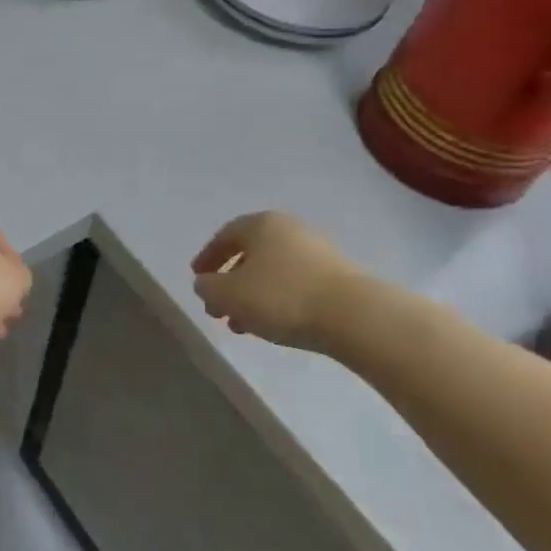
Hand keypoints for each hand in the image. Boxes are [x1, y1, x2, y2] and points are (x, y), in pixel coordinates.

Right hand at [191, 211, 365, 351]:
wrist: (354, 316)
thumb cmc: (281, 297)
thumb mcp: (229, 295)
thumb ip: (208, 288)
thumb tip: (206, 284)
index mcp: (261, 224)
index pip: (225, 235)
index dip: (207, 257)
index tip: (197, 278)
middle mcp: (289, 230)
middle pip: (250, 254)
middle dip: (230, 283)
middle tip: (217, 309)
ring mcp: (317, 252)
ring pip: (273, 272)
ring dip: (252, 296)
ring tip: (242, 325)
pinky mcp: (337, 277)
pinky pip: (295, 285)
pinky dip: (277, 301)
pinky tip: (272, 325)